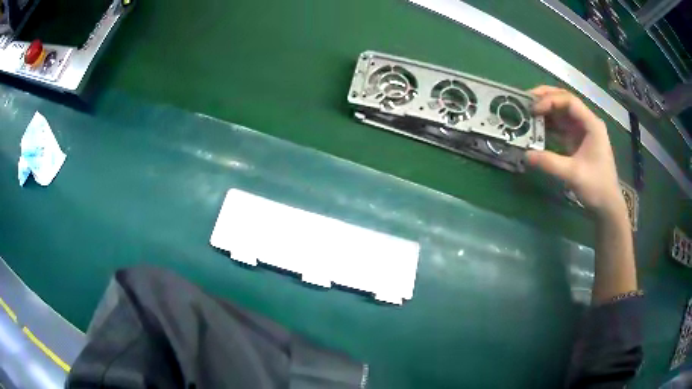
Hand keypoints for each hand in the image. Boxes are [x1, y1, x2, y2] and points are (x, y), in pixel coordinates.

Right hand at [526, 86, 624, 216]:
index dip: (550, 101)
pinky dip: (548, 126)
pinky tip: (536, 128)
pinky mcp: (577, 141)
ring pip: (561, 113)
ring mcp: (582, 131)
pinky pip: (560, 127)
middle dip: (545, 98)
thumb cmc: (596, 187)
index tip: (533, 110)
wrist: (607, 205)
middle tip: (526, 101)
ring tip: (527, 113)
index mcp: (591, 124)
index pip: (569, 101)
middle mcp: (587, 122)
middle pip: (564, 101)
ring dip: (545, 112)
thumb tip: (525, 155)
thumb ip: (550, 163)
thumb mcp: (573, 175)